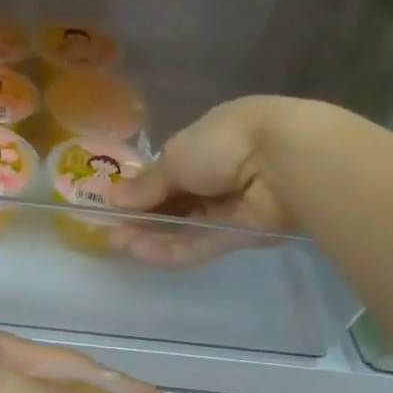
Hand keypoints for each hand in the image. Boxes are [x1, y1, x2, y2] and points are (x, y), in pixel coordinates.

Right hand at [107, 96, 330, 266]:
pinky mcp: (241, 236)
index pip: (171, 169)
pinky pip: (200, 243)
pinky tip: (140, 252)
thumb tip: (113, 199)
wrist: (283, 161)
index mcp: (209, 141)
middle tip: (109, 229)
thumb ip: (147, 184)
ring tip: (116, 242)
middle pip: (176, 201)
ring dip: (151, 234)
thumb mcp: (175, 157)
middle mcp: (221, 173)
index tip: (115, 203)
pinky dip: (171, 248)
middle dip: (142, 215)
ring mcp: (232, 206)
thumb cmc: (224, 142)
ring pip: (185, 225)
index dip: (142, 188)